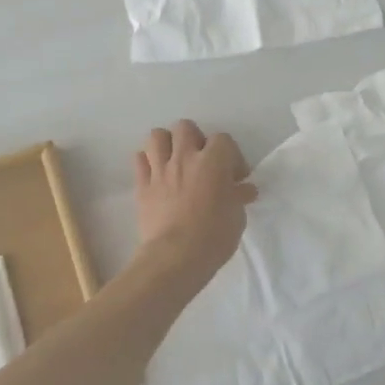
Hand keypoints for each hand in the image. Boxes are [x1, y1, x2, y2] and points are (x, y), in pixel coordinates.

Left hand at [132, 120, 257, 286]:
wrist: (176, 257)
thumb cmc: (214, 236)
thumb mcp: (237, 216)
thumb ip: (238, 196)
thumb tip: (244, 189)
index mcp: (213, 161)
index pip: (223, 140)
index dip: (232, 156)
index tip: (236, 178)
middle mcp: (184, 158)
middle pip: (185, 128)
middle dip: (196, 140)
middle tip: (203, 162)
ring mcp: (160, 170)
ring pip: (157, 136)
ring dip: (167, 144)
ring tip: (176, 161)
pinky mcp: (141, 186)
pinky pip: (139, 160)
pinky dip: (148, 162)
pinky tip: (157, 175)